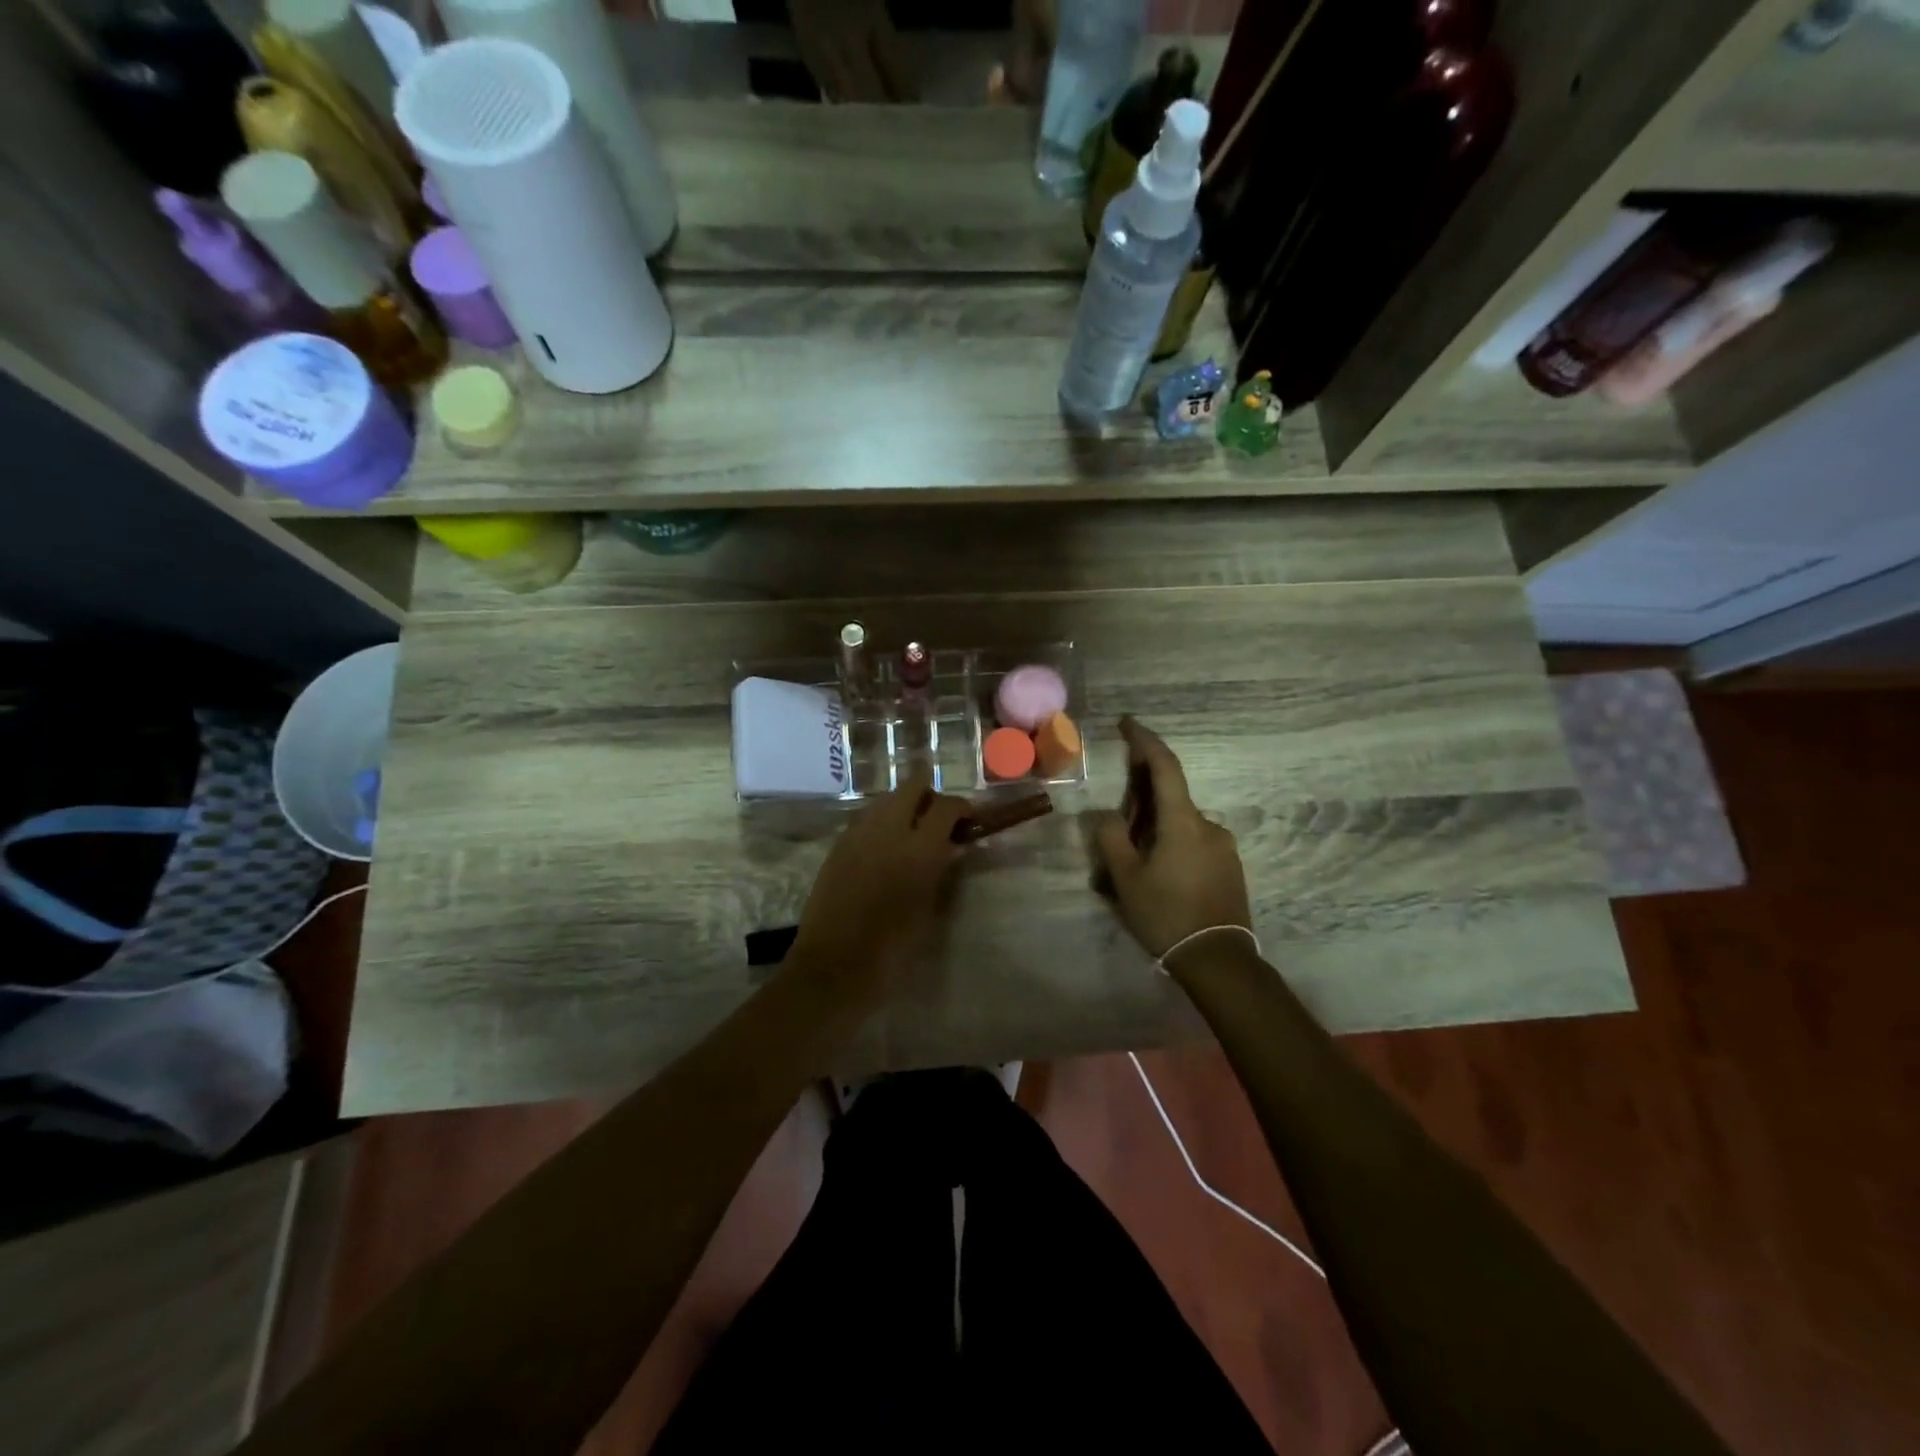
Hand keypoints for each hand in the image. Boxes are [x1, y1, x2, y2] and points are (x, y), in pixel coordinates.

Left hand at [790, 763, 968, 1000]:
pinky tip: (886, 845)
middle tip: (938, 816)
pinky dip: (881, 821)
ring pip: (885, 799)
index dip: (961, 808)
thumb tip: (952, 848)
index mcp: (920, 849)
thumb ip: (942, 871)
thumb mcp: (929, 910)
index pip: (946, 807)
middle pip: (911, 787)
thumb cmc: (892, 947)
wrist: (834, 965)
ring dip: (902, 805)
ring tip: (912, 829)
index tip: (968, 819)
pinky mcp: (838, 845)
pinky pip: (865, 818)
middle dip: (929, 793)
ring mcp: (858, 834)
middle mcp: (888, 830)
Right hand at [1090, 717, 1252, 962]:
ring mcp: (1224, 846)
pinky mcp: (1230, 867)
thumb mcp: (1126, 878)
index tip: (1127, 723)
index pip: (1164, 766)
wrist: (1218, 960)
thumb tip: (1107, 815)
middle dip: (1142, 798)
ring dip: (1156, 827)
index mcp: (1183, 821)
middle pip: (1170, 797)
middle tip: (1116, 821)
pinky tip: (1159, 875)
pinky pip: (1194, 842)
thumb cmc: (1167, 915)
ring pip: (1181, 823)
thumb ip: (1111, 838)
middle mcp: (1209, 824)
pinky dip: (1172, 844)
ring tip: (1133, 862)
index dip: (1144, 741)